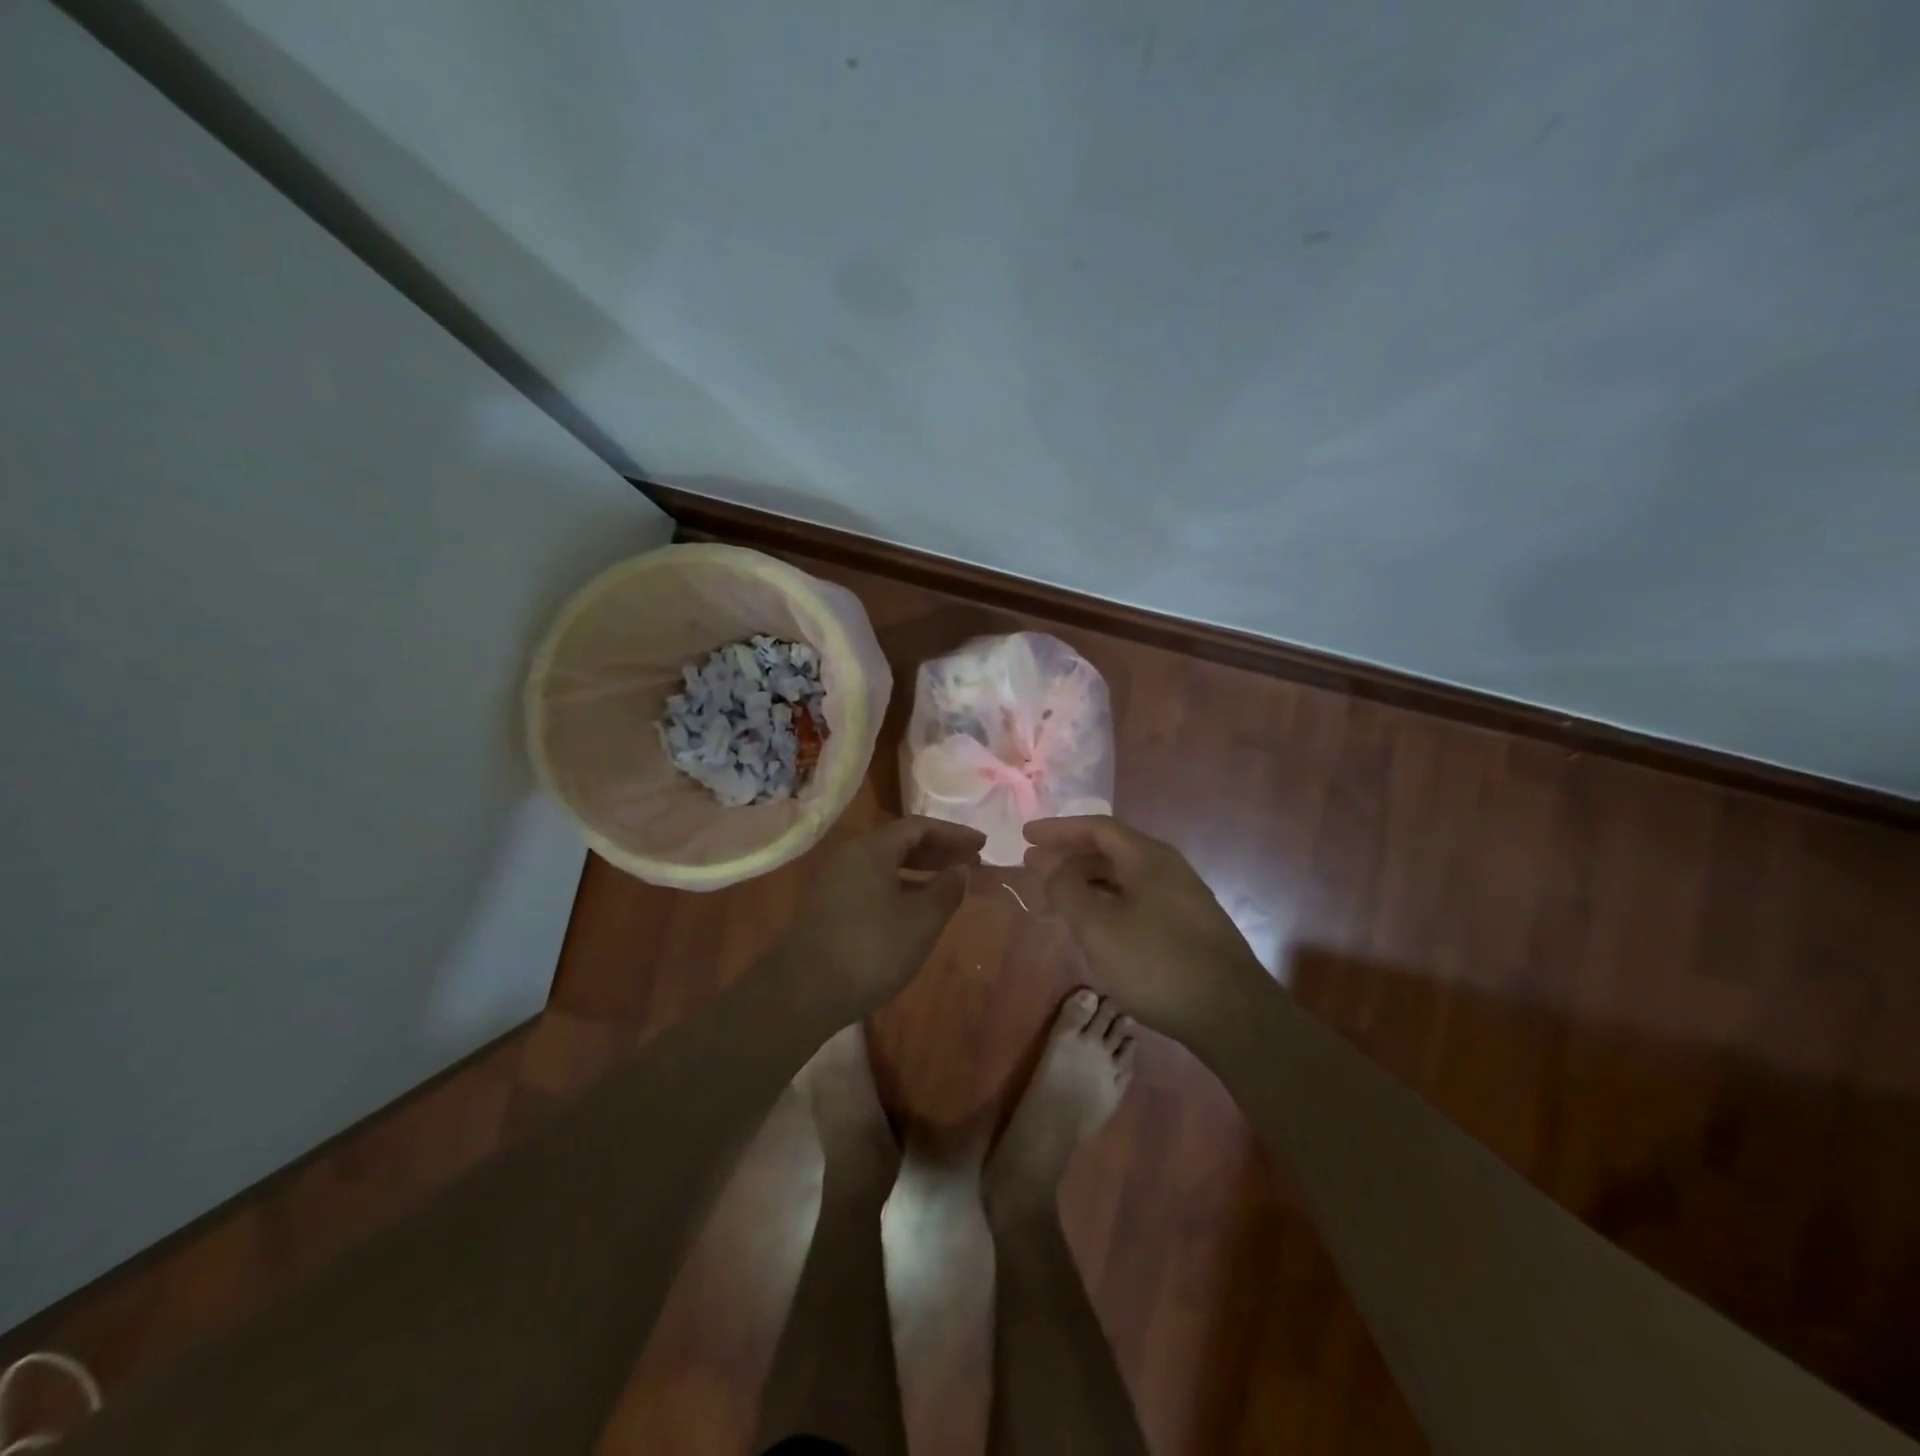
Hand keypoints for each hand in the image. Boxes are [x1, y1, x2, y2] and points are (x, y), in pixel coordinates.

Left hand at [772, 816, 985, 1018]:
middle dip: (938, 851)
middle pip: (899, 843)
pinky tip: (915, 909)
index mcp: (871, 849)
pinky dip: (900, 888)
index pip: (919, 827)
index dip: (953, 833)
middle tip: (969, 863)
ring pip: (885, 866)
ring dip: (919, 872)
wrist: (802, 993)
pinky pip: (872, 884)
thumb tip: (961, 869)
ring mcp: (835, 882)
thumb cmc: (870, 950)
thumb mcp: (920, 922)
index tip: (981, 844)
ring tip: (949, 886)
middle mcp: (849, 856)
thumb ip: (946, 891)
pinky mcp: (828, 908)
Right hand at [1023, 816, 1272, 1044]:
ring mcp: (1183, 898)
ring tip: (1058, 896)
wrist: (1234, 1016)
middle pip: (1112, 849)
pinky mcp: (1189, 927)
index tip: (1026, 835)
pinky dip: (1108, 901)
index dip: (1059, 829)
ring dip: (1088, 881)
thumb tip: (1043, 860)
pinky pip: (1138, 899)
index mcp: (1148, 858)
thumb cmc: (1157, 964)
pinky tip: (1096, 925)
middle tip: (1037, 866)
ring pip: (1125, 877)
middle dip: (1071, 855)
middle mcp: (1168, 868)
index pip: (1097, 828)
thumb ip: (1066, 889)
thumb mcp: (1098, 927)